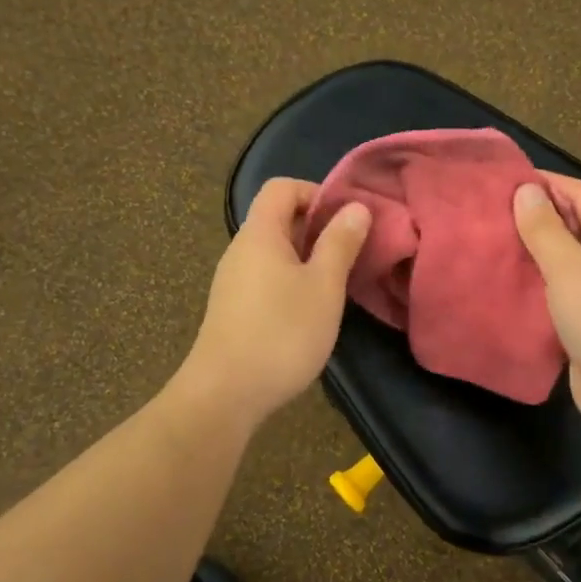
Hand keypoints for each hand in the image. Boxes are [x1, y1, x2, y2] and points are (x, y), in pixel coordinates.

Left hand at [179, 178, 372, 427]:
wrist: (225, 394)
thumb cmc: (282, 333)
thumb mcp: (323, 286)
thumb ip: (340, 243)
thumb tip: (356, 207)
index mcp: (259, 234)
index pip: (282, 187)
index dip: (317, 193)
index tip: (347, 220)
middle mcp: (240, 250)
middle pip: (278, 218)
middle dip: (318, 228)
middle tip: (351, 252)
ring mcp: (233, 281)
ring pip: (274, 252)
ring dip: (307, 258)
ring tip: (336, 283)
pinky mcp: (233, 309)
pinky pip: (266, 277)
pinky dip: (292, 281)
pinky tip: (310, 311)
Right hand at [513, 175, 580, 455]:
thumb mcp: (572, 269)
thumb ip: (545, 230)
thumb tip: (526, 191)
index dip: (546, 185)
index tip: (503, 181)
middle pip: (578, 231)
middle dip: (537, 223)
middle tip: (489, 216)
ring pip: (569, 269)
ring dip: (535, 261)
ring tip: (491, 249)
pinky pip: (566, 302)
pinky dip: (540, 295)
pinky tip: (508, 291)